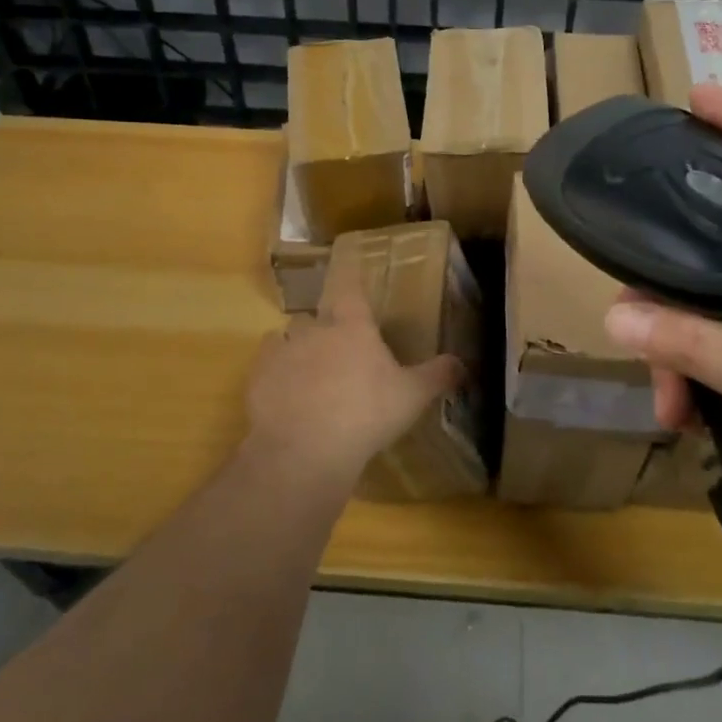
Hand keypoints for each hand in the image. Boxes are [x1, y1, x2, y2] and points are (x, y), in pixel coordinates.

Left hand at [243, 251, 463, 485]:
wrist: (306, 449)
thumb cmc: (366, 414)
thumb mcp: (412, 397)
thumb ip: (438, 376)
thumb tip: (463, 364)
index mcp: (352, 326)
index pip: (350, 287)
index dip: (349, 278)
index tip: (349, 273)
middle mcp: (314, 328)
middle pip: (317, 316)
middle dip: (325, 328)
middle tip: (339, 354)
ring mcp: (282, 350)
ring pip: (287, 337)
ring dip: (297, 349)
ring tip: (309, 376)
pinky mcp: (257, 376)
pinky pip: (266, 364)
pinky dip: (275, 374)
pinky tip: (285, 396)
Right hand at [601, 84, 721, 548]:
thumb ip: (692, 344)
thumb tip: (614, 313)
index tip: (696, 98)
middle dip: (679, 260)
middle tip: (636, 268)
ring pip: (718, 287)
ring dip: (679, 336)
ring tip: (665, 393)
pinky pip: (720, 327)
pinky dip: (693, 361)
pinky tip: (682, 405)